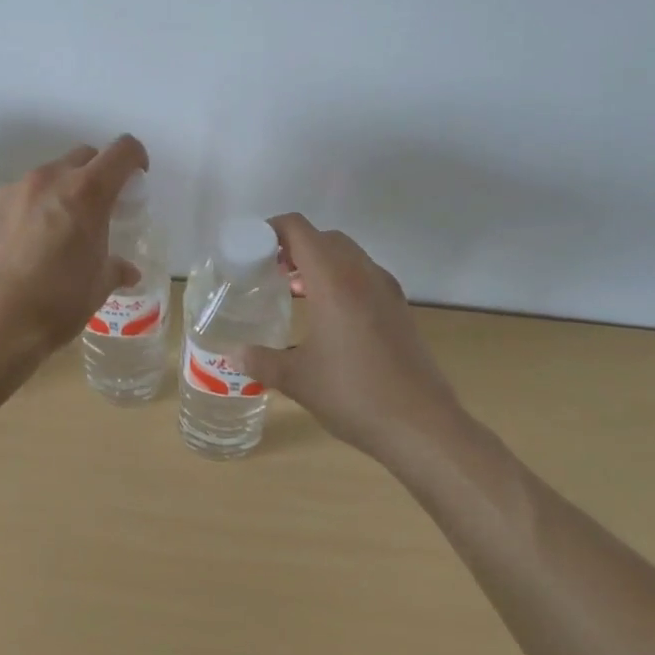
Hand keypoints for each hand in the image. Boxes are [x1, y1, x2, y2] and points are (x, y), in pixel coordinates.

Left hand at [0, 135, 147, 359]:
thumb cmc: (58, 303)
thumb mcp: (98, 286)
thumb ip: (116, 267)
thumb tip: (127, 271)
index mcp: (87, 193)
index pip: (122, 151)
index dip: (135, 158)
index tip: (135, 177)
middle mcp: (49, 180)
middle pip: (82, 156)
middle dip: (95, 174)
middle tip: (95, 208)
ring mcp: (12, 191)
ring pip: (45, 177)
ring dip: (57, 194)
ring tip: (52, 231)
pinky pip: (13, 199)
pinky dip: (24, 212)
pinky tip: (19, 246)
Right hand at [239, 214, 466, 462]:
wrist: (422, 426)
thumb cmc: (353, 394)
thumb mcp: (297, 379)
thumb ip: (261, 361)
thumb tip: (233, 354)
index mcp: (333, 280)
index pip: (299, 229)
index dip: (273, 229)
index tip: (252, 248)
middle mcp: (362, 274)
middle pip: (325, 238)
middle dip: (296, 246)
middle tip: (270, 270)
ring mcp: (386, 290)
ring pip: (348, 255)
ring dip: (320, 262)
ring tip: (295, 292)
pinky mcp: (400, 309)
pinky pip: (365, 276)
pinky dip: (342, 279)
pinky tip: (329, 316)